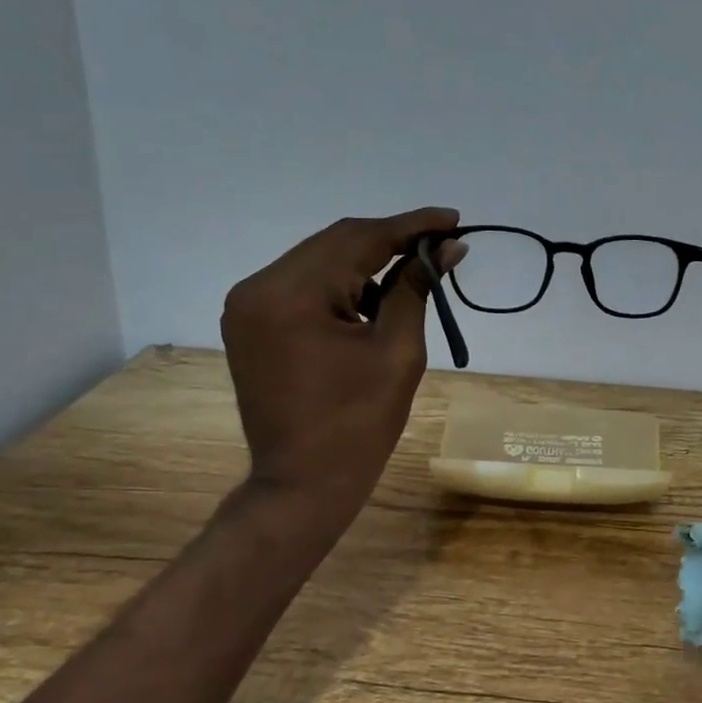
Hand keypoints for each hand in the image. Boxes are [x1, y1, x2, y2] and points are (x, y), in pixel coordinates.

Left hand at [221, 208, 463, 526]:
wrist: (304, 483)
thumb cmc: (359, 425)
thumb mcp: (398, 352)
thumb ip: (416, 289)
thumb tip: (448, 248)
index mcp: (291, 295)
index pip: (359, 239)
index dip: (411, 225)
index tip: (453, 219)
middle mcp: (258, 287)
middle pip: (334, 243)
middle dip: (390, 239)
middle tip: (441, 242)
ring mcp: (248, 305)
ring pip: (318, 261)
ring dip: (366, 262)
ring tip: (413, 274)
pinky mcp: (251, 323)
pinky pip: (302, 285)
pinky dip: (341, 285)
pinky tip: (374, 300)